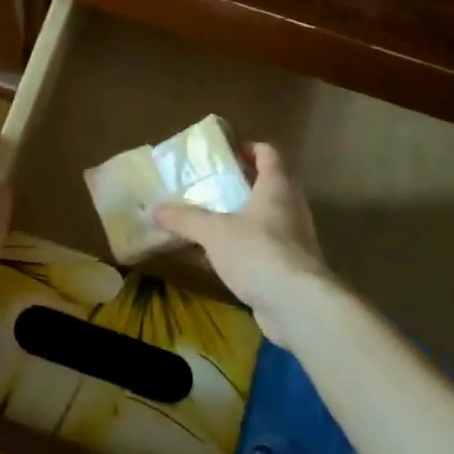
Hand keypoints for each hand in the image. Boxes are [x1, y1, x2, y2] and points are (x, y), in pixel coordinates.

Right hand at [153, 143, 329, 341]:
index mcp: (277, 188)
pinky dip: (235, 250)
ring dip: (234, 220)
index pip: (268, 154)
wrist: (297, 306)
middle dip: (236, 186)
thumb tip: (156, 209)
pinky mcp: (286, 268)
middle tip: (206, 186)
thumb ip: (185, 219)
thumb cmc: (258, 253)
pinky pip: (257, 250)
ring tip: (202, 221)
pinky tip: (209, 259)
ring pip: (259, 221)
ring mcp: (291, 240)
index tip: (223, 152)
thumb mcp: (214, 232)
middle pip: (265, 187)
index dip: (247, 148)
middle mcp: (289, 208)